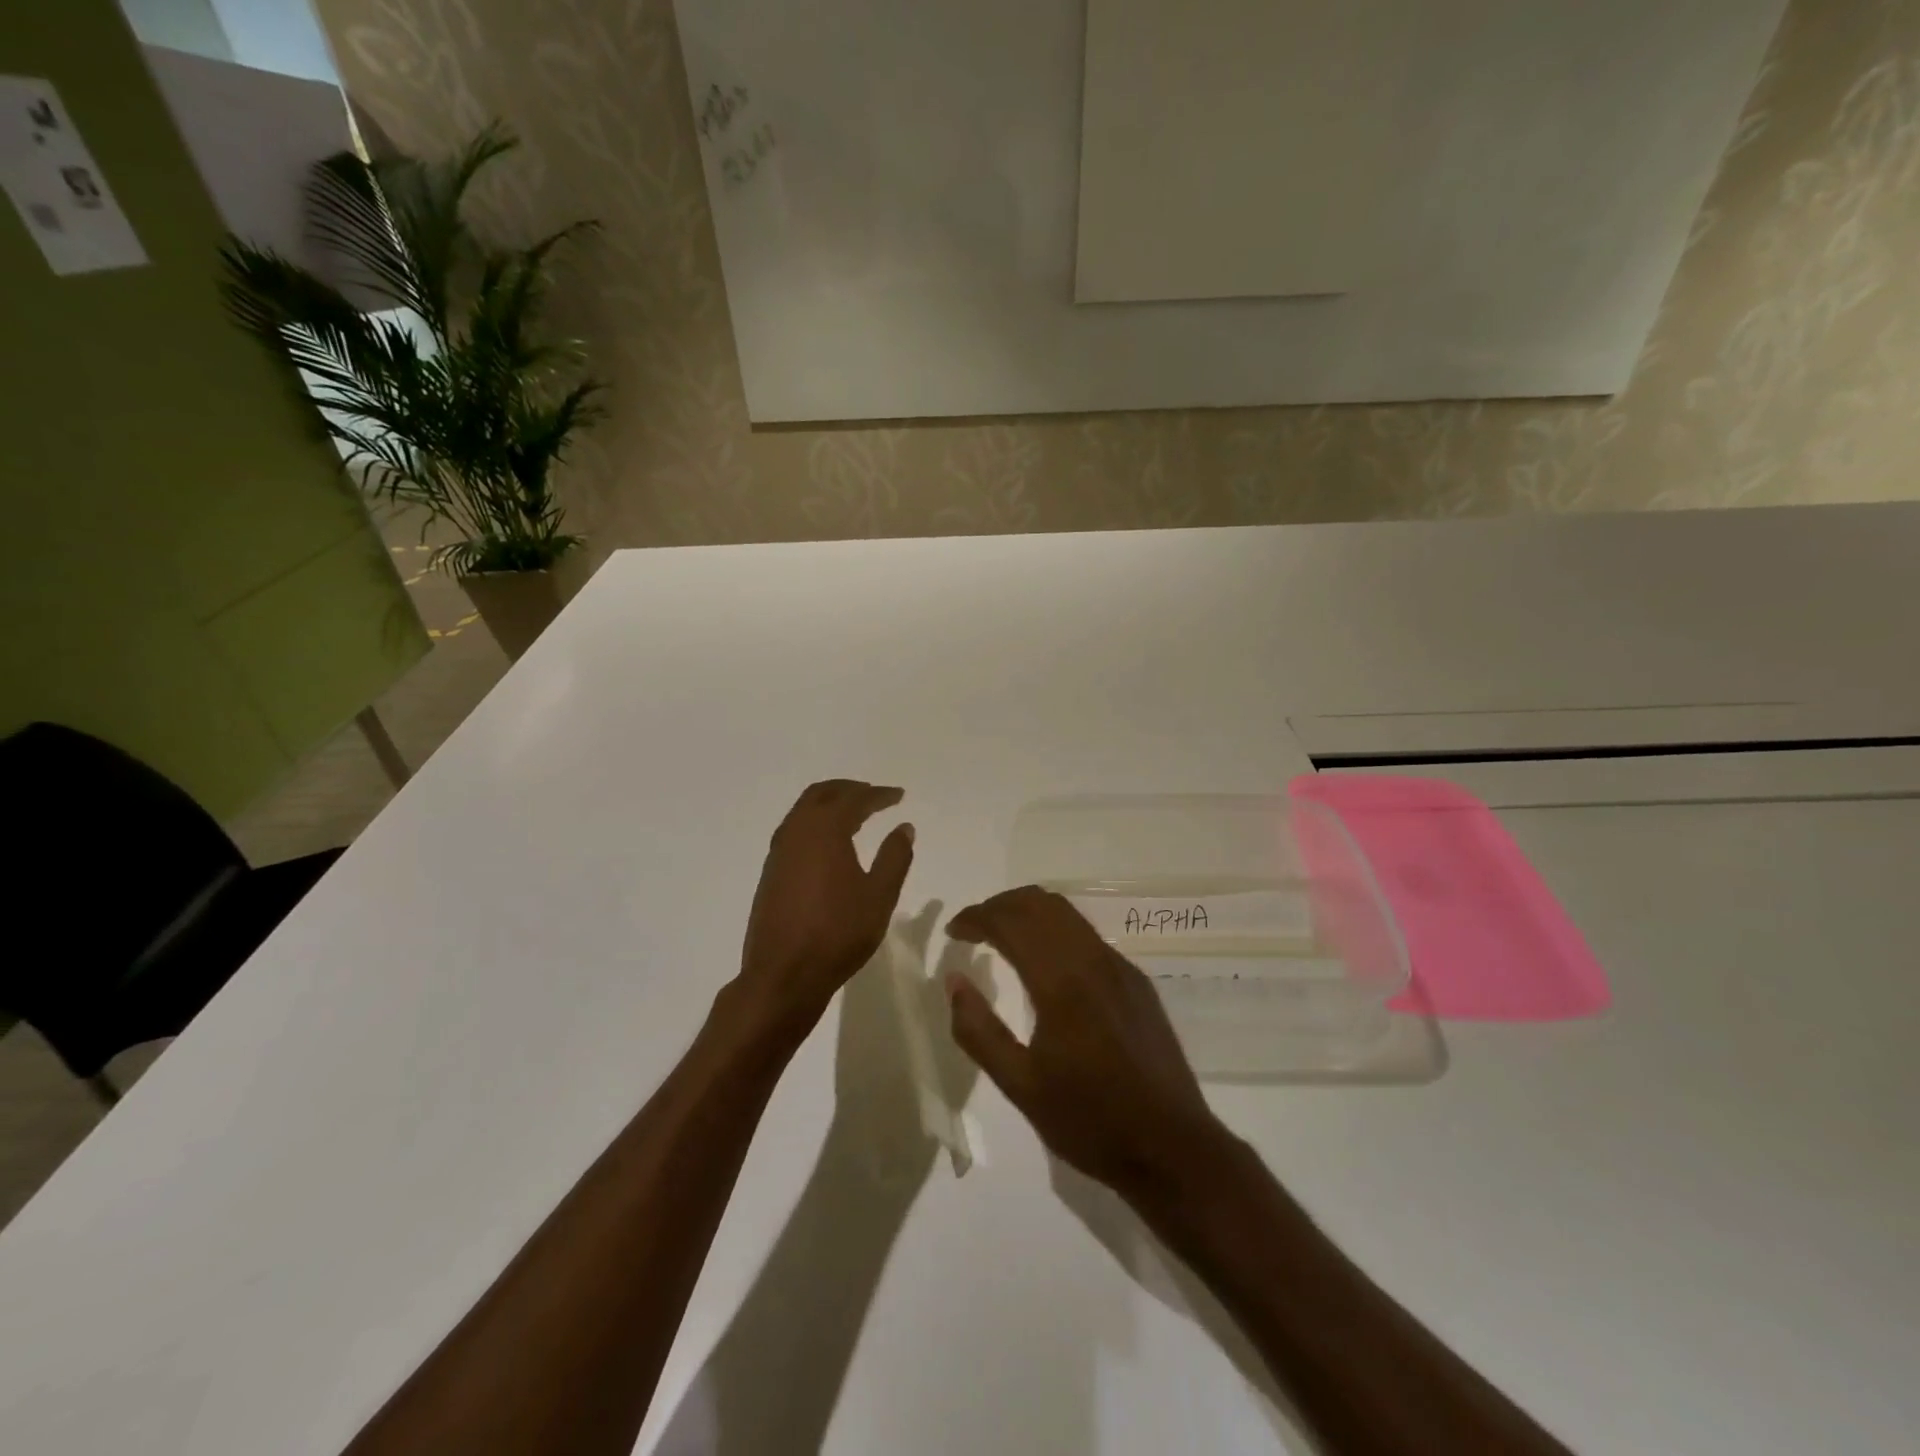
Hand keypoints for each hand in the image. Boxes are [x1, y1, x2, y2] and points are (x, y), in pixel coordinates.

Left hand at [734, 780, 915, 1046]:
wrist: (783, 975)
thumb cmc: (837, 933)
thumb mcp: (879, 896)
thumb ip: (894, 857)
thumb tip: (904, 827)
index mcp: (824, 831)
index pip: (854, 799)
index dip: (878, 795)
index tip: (898, 796)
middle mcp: (796, 832)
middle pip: (821, 794)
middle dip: (849, 789)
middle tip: (873, 795)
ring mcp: (778, 853)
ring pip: (803, 811)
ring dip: (828, 804)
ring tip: (853, 815)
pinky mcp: (770, 873)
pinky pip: (794, 831)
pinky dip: (814, 823)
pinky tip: (829, 844)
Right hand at [946, 887, 1229, 1205]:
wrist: (1172, 1148)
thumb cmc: (1090, 1120)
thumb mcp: (1021, 1086)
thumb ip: (979, 1031)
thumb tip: (955, 981)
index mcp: (1062, 983)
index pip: (1011, 923)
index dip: (976, 917)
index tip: (953, 932)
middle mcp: (1093, 960)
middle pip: (1040, 904)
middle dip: (1000, 906)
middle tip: (972, 929)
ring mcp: (1120, 967)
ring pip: (1067, 914)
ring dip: (1029, 913)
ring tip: (1002, 937)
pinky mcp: (1137, 982)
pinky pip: (1088, 936)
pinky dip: (1055, 930)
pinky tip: (1046, 963)